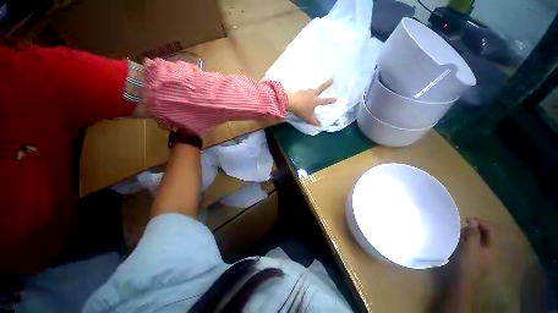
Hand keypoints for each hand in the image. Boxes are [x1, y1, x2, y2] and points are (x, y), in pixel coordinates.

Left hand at [287, 79, 336, 125]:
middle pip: (321, 88)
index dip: (330, 100)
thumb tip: (320, 126)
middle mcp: (312, 94)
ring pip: (310, 89)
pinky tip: (301, 94)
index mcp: (315, 101)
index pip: (325, 101)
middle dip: (327, 84)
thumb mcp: (308, 116)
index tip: (336, 98)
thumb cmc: (301, 109)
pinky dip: (303, 93)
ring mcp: (305, 91)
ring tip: (312, 90)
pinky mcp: (298, 91)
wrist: (290, 101)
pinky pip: (303, 92)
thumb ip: (314, 121)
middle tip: (331, 79)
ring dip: (312, 89)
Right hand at [456, 218, 496, 281]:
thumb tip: (472, 221)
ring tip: (460, 234)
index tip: (467, 220)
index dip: (480, 222)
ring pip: (480, 239)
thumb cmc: (469, 263)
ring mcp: (485, 254)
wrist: (465, 281)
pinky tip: (461, 241)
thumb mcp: (471, 247)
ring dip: (471, 234)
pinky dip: (469, 240)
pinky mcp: (477, 257)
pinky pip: (475, 245)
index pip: (491, 229)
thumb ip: (473, 233)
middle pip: (486, 234)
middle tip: (462, 227)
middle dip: (475, 228)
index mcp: (493, 246)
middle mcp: (492, 249)